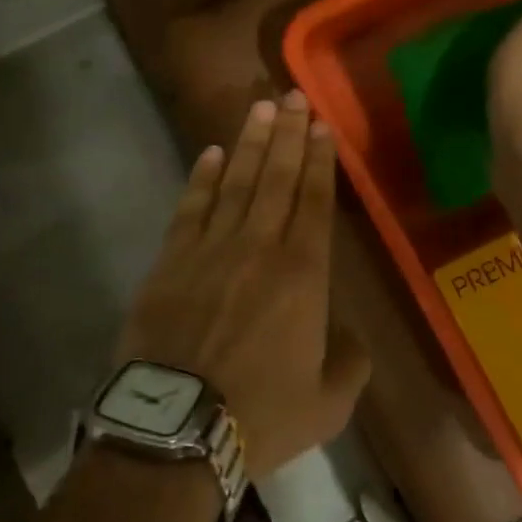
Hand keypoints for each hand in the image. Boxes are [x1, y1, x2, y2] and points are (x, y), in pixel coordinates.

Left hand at [116, 92, 369, 479]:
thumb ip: (350, 362)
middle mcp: (258, 247)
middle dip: (288, 134)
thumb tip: (346, 335)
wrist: (177, 426)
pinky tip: (212, 154)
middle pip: (276, 178)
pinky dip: (203, 177)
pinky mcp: (171, 260)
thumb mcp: (328, 403)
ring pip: (236, 182)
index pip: (314, 201)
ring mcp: (210, 248)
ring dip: (250, 143)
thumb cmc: (260, 414)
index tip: (321, 125)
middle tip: (294, 95)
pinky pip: (191, 207)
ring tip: (261, 108)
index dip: (319, 160)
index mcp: (303, 275)